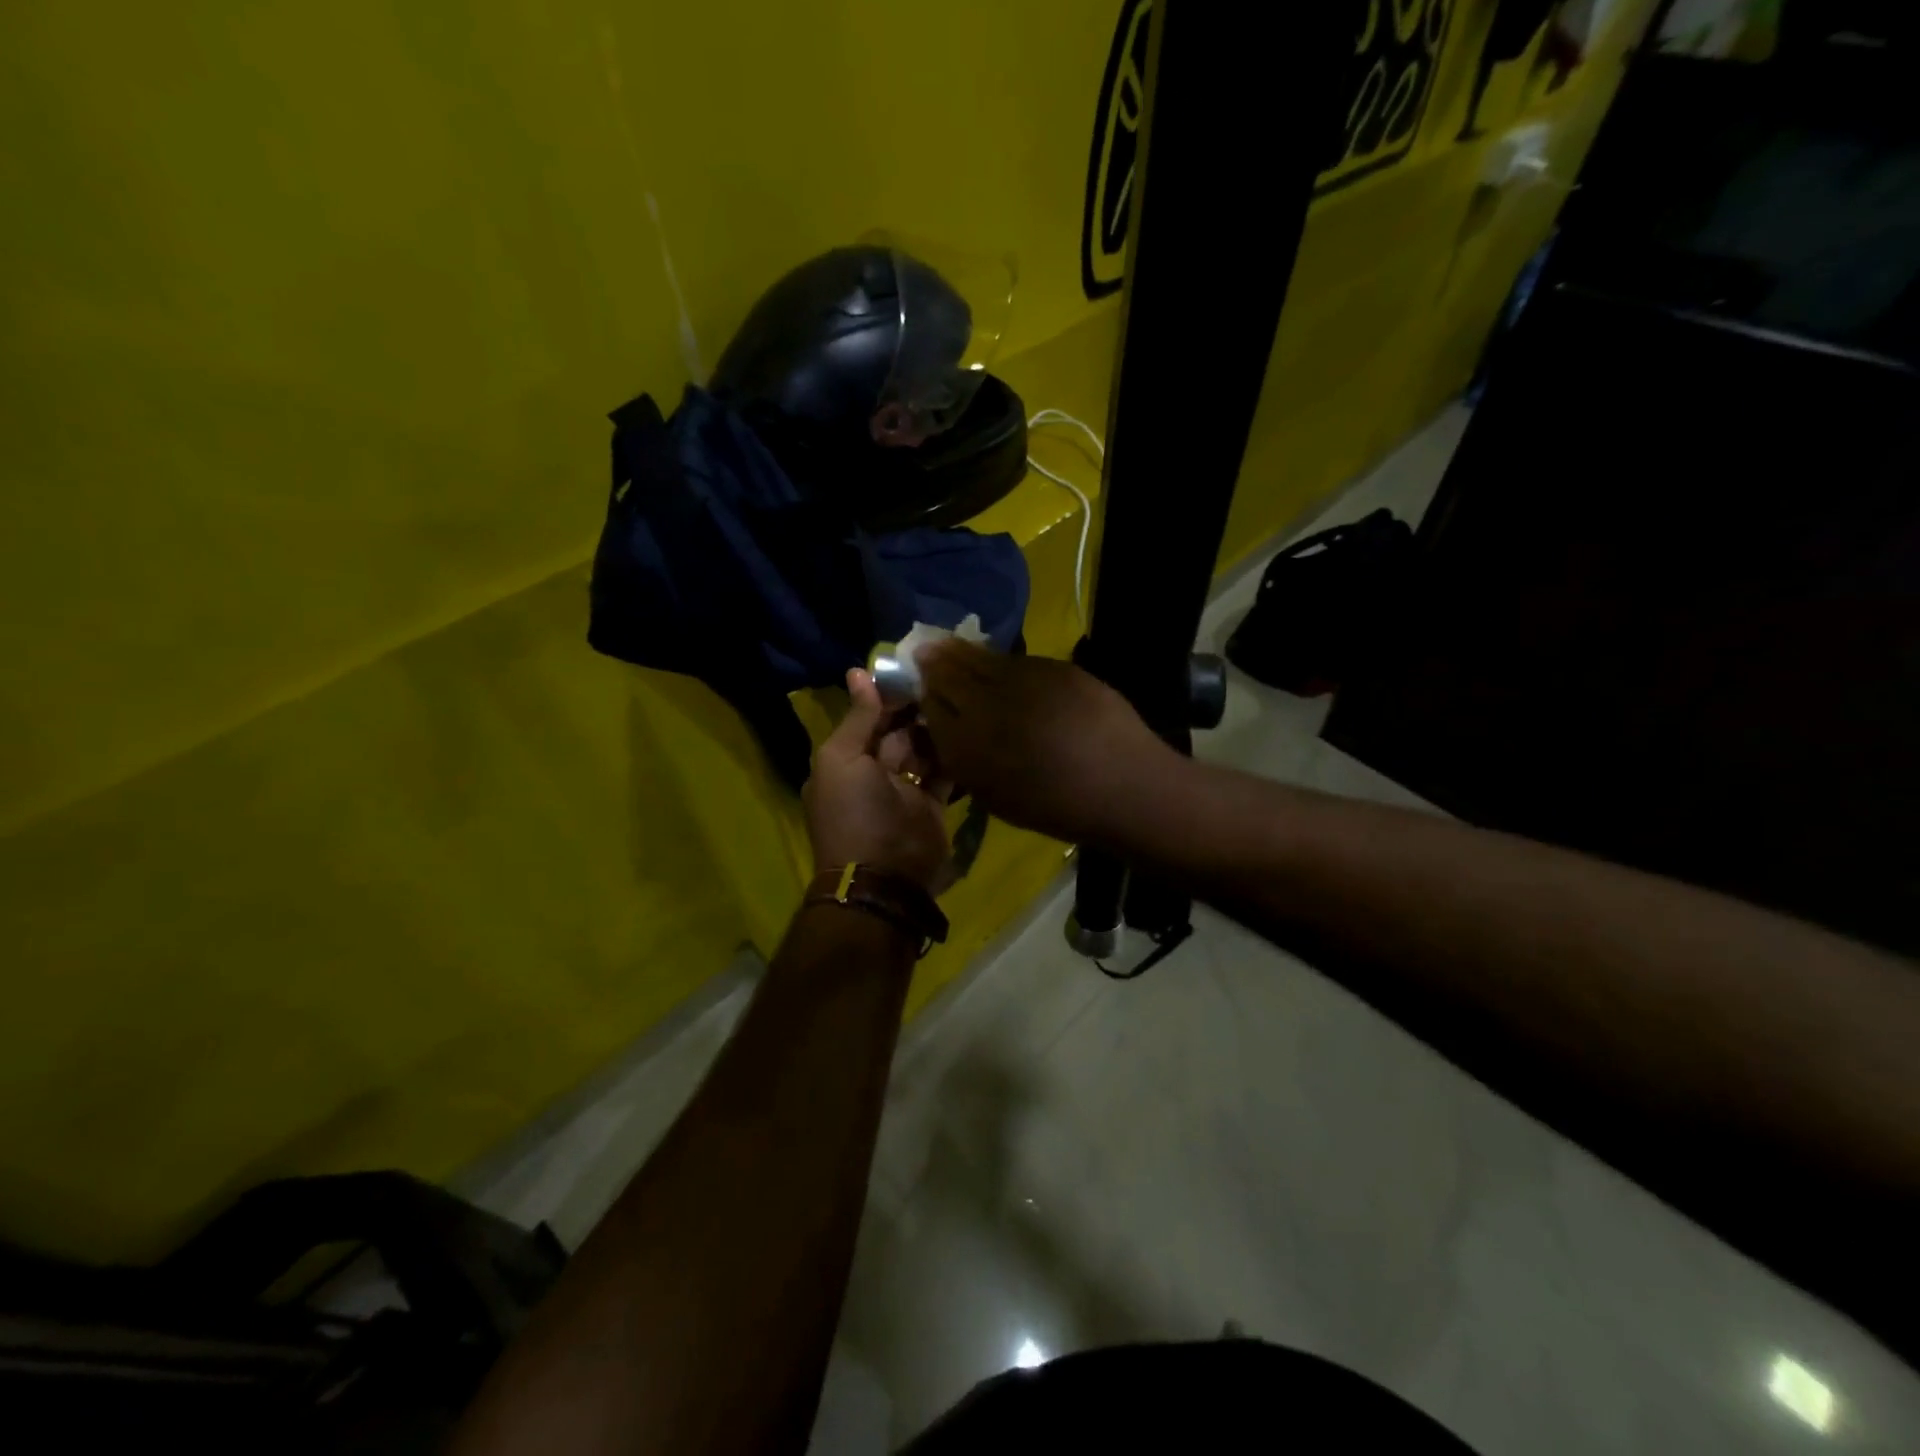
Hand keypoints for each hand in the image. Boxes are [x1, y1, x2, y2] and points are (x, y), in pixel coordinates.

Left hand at [804, 668, 952, 891]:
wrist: (885, 877)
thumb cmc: (855, 812)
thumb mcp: (842, 759)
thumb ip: (857, 718)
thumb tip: (858, 671)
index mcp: (844, 760)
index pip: (867, 719)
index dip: (886, 696)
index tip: (912, 668)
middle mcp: (873, 772)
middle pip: (897, 732)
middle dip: (916, 709)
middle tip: (944, 678)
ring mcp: (905, 790)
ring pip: (923, 749)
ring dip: (936, 728)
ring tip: (960, 697)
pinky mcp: (933, 805)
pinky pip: (944, 772)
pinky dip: (953, 754)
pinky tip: (969, 728)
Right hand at [917, 642, 1175, 843]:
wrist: (1123, 787)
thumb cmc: (1055, 806)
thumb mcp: (993, 795)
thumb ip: (962, 757)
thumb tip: (943, 725)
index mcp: (971, 745)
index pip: (932, 702)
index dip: (923, 687)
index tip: (918, 679)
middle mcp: (990, 705)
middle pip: (950, 670)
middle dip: (936, 660)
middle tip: (926, 650)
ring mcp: (1026, 681)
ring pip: (983, 658)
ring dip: (964, 653)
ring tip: (953, 648)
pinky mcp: (1057, 669)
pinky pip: (1018, 661)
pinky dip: (1003, 663)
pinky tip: (1003, 668)